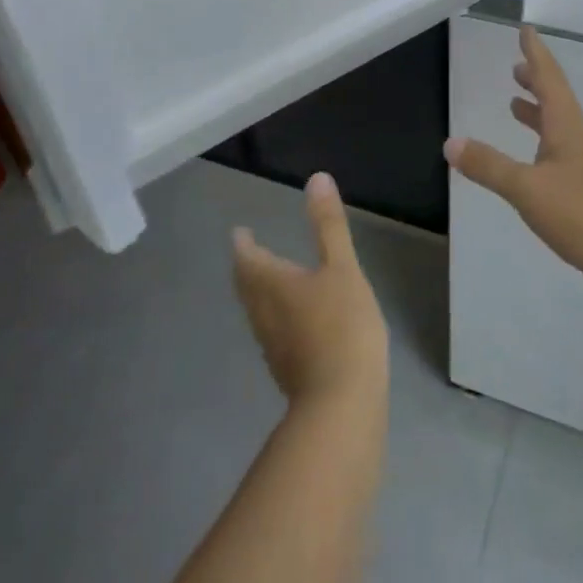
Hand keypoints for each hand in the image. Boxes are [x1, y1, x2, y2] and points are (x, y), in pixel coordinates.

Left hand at [233, 173, 389, 406]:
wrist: (342, 403)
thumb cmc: (342, 326)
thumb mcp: (342, 268)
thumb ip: (329, 225)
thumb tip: (316, 178)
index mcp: (272, 285)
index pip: (247, 258)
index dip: (243, 244)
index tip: (239, 232)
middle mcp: (263, 314)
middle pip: (246, 287)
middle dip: (247, 267)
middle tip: (250, 253)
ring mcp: (273, 347)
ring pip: (257, 311)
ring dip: (258, 293)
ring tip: (269, 281)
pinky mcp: (287, 370)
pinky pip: (273, 333)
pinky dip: (276, 317)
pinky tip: (294, 322)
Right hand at [445, 25, 582, 294]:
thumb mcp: (527, 189)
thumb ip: (489, 166)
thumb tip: (450, 142)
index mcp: (567, 129)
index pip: (549, 80)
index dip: (536, 54)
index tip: (527, 29)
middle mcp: (580, 141)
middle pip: (557, 101)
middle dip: (536, 82)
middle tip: (517, 68)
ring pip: (560, 129)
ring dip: (538, 113)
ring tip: (516, 106)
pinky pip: (561, 155)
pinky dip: (543, 145)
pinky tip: (534, 164)